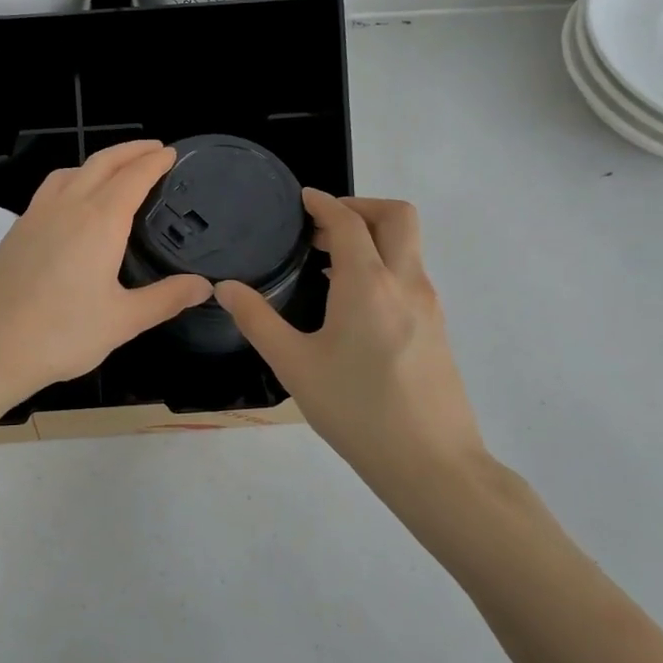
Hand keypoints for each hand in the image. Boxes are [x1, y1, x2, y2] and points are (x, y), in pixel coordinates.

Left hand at [0, 141, 210, 413]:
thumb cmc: (63, 334)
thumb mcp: (124, 320)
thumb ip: (166, 298)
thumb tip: (204, 286)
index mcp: (99, 222)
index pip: (133, 177)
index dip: (154, 161)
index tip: (171, 152)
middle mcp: (67, 207)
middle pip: (101, 164)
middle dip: (130, 151)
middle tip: (153, 149)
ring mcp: (36, 216)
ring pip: (70, 172)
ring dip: (97, 163)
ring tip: (115, 171)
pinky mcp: (16, 231)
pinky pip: (49, 190)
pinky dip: (71, 180)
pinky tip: (72, 204)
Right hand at [216, 191, 486, 491]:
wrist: (431, 463)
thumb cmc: (356, 410)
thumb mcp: (294, 366)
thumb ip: (257, 320)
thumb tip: (225, 287)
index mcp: (367, 283)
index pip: (348, 221)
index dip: (323, 203)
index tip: (302, 199)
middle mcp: (405, 282)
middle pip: (397, 216)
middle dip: (361, 206)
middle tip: (322, 227)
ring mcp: (429, 304)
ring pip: (408, 245)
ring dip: (373, 236)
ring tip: (328, 263)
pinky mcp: (437, 327)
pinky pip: (410, 274)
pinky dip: (384, 264)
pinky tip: (352, 302)